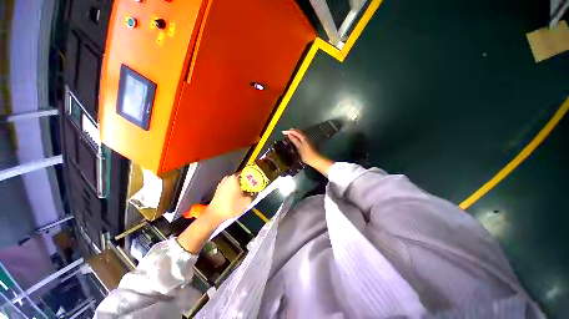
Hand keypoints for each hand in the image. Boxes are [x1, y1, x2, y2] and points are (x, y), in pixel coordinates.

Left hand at [206, 174, 251, 222]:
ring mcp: (222, 183)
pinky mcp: (219, 189)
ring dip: (240, 187)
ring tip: (245, 194)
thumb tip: (255, 191)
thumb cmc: (232, 206)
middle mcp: (228, 178)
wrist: (215, 215)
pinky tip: (237, 196)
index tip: (256, 184)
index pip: (247, 174)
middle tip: (251, 189)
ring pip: (235, 183)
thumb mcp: (247, 201)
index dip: (253, 179)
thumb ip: (253, 194)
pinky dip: (234, 190)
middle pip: (241, 178)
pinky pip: (230, 187)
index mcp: (234, 178)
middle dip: (247, 183)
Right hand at [282, 129, 319, 166]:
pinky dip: (296, 136)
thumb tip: (289, 134)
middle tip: (284, 132)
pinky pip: (300, 137)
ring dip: (294, 133)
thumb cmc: (307, 155)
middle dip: (291, 131)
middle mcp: (305, 137)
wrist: (316, 160)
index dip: (288, 131)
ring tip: (288, 135)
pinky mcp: (307, 144)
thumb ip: (295, 140)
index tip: (282, 132)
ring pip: (299, 134)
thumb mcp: (300, 147)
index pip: (295, 132)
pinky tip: (294, 139)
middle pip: (298, 132)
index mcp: (303, 138)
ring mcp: (307, 140)